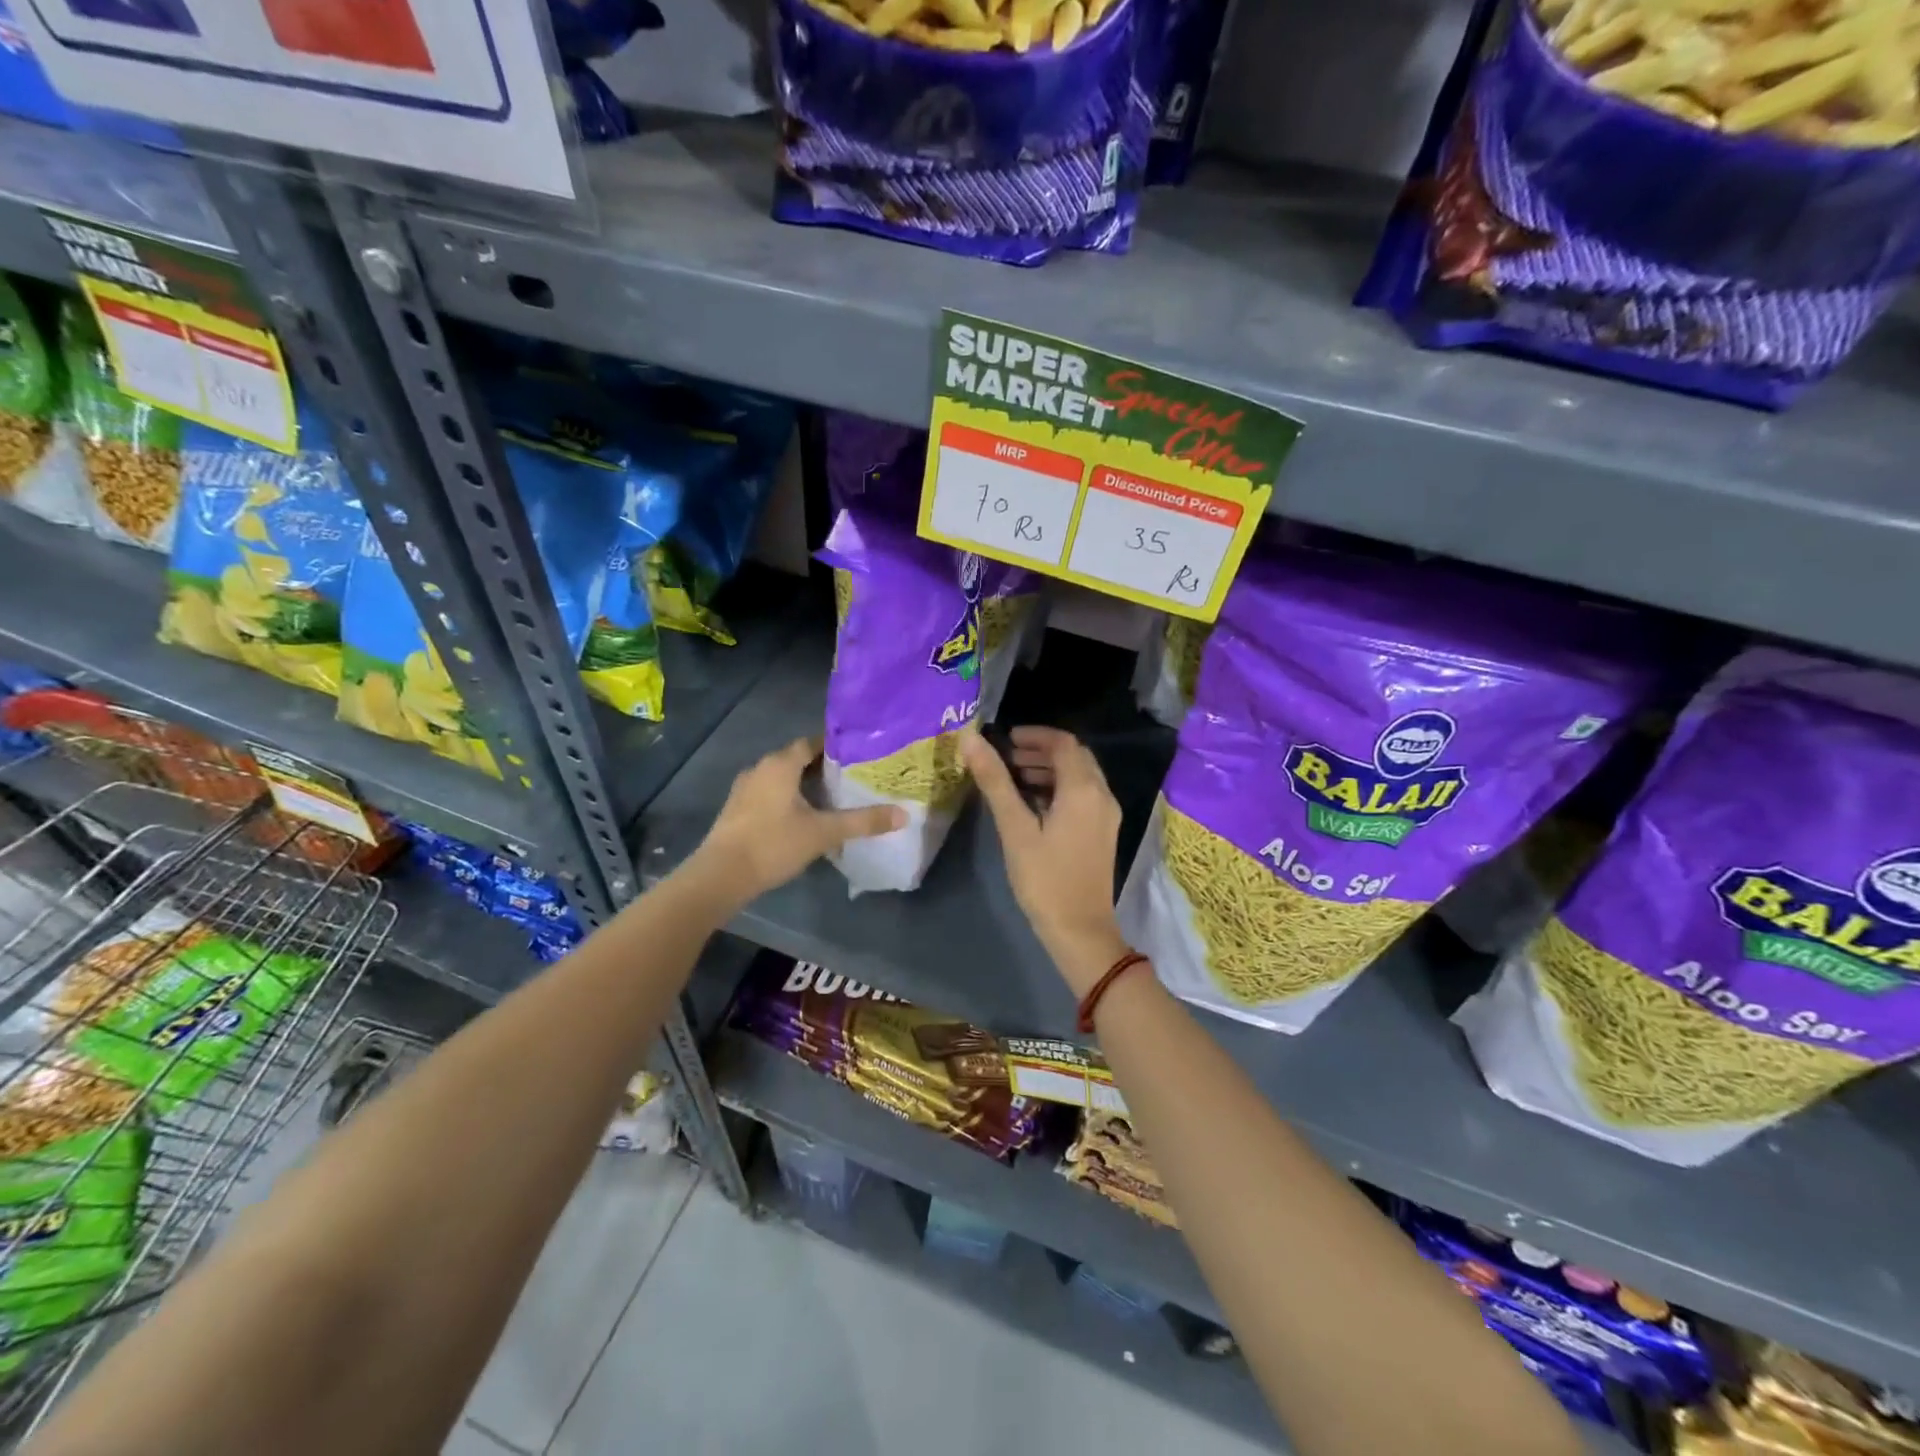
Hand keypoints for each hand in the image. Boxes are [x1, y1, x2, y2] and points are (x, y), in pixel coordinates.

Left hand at [691, 737, 902, 907]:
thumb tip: (903, 814)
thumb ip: (863, 822)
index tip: (859, 755)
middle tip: (852, 777)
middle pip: (796, 758)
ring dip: (803, 783)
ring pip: (781, 777)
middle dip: (822, 766)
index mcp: (780, 764)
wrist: (720, 876)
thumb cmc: (773, 844)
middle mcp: (760, 768)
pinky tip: (802, 816)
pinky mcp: (737, 809)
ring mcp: (745, 789)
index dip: (836, 746)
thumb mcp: (824, 833)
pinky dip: (787, 797)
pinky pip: (769, 793)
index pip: (812, 742)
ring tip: (831, 797)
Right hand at [960, 728, 1128, 994]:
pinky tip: (1034, 803)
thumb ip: (995, 781)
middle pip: (1075, 756)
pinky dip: (1060, 788)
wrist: (1080, 930)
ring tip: (1014, 777)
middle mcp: (1102, 795)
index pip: (1063, 743)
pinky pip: (1084, 795)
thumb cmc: (1044, 878)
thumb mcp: (1015, 828)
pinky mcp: (1104, 832)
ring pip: (1081, 776)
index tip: (1005, 739)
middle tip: (1007, 756)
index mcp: (1084, 789)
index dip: (1034, 735)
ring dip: (1050, 768)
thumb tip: (971, 740)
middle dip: (1042, 750)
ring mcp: (1107, 815)